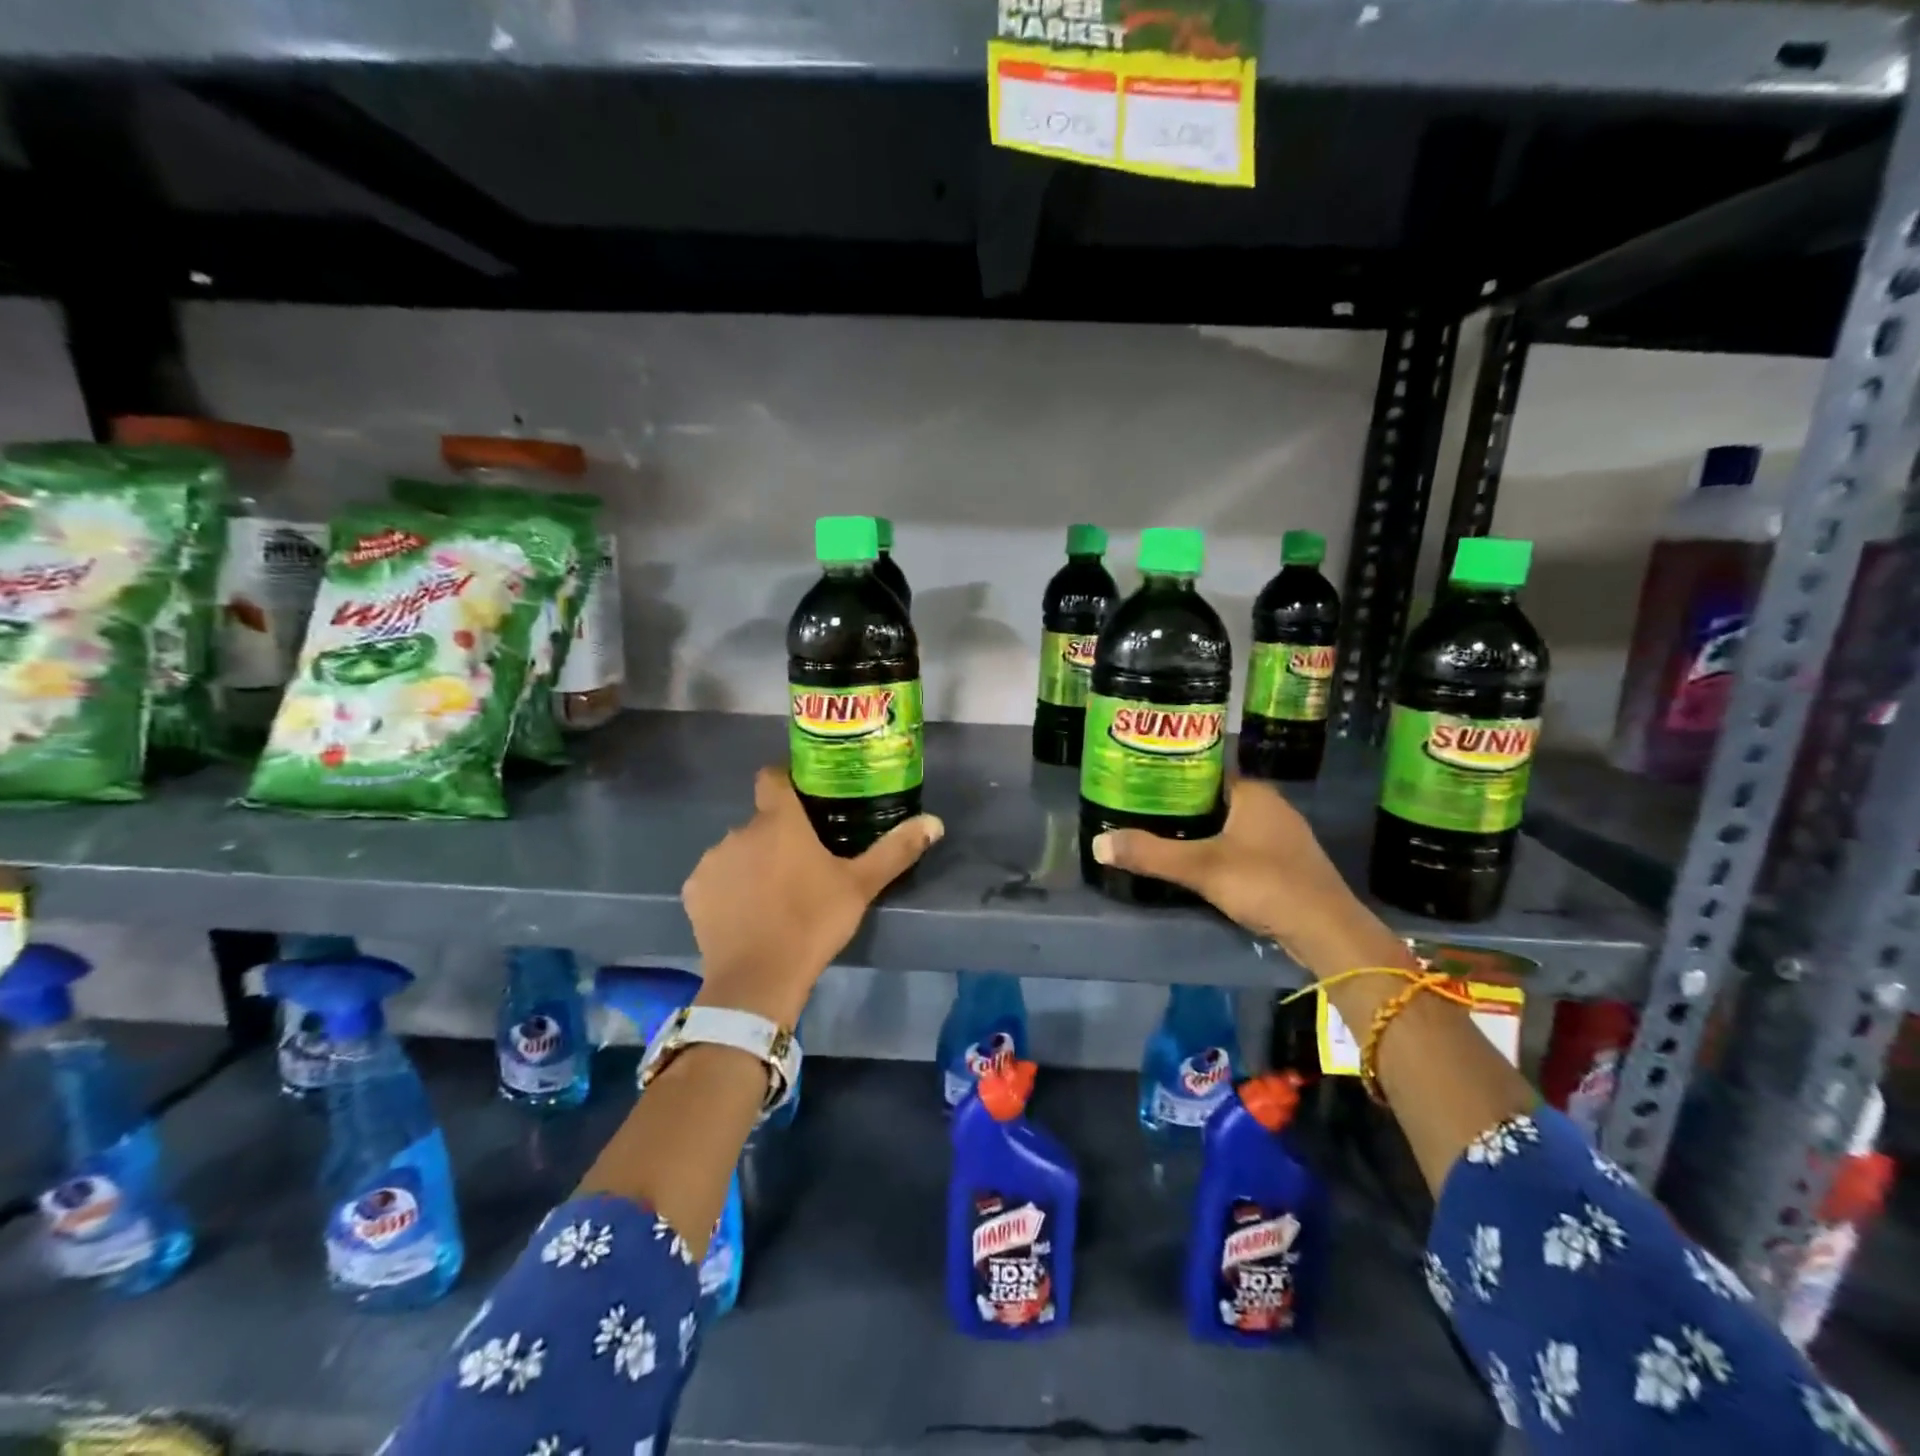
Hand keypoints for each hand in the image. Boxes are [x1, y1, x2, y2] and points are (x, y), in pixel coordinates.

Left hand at [681, 767, 943, 1023]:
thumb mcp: (861, 886)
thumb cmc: (813, 922)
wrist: (758, 979)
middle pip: (761, 821)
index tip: (804, 798)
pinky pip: (716, 879)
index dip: (787, 781)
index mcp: (779, 821)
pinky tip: (746, 914)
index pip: (773, 777)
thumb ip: (896, 850)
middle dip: (778, 836)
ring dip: (753, 862)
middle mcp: (740, 831)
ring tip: (774, 894)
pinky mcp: (695, 891)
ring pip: (738, 850)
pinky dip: (729, 889)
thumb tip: (934, 822)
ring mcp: (713, 861)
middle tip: (803, 864)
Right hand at [1090, 776, 1407, 977]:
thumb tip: (1098, 844)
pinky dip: (1218, 849)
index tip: (1141, 781)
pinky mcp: (1286, 863)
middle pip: (1215, 797)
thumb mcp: (1201, 868)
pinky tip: (1197, 863)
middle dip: (1181, 804)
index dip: (1173, 773)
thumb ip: (1150, 854)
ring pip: (1229, 823)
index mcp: (1253, 792)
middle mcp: (1270, 806)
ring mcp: (1282, 836)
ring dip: (1200, 830)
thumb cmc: (1266, 884)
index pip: (1206, 770)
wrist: (1327, 931)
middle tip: (1141, 810)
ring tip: (1160, 835)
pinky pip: (1242, 845)